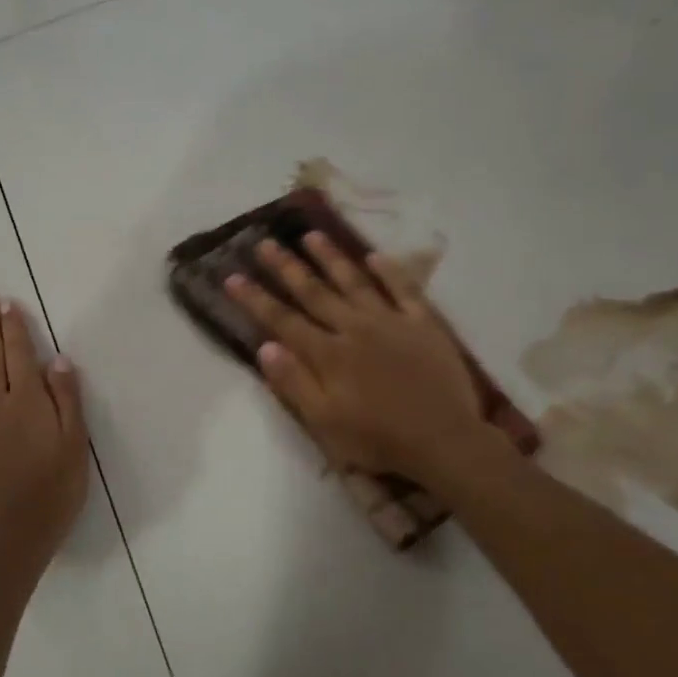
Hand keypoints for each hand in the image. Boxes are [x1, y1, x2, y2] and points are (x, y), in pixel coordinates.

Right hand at [224, 236, 519, 491]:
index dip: (256, 299)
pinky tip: (375, 255)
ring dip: (330, 257)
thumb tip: (265, 346)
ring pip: (354, 281)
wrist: (444, 441)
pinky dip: (389, 271)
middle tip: (265, 242)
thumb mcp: (325, 422)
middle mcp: (354, 328)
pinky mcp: (423, 324)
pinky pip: (404, 290)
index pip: (283, 320)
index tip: (232, 277)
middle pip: (314, 292)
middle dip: (286, 267)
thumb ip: (294, 382)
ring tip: (310, 235)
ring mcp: (391, 322)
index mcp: (328, 354)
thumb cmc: (379, 438)